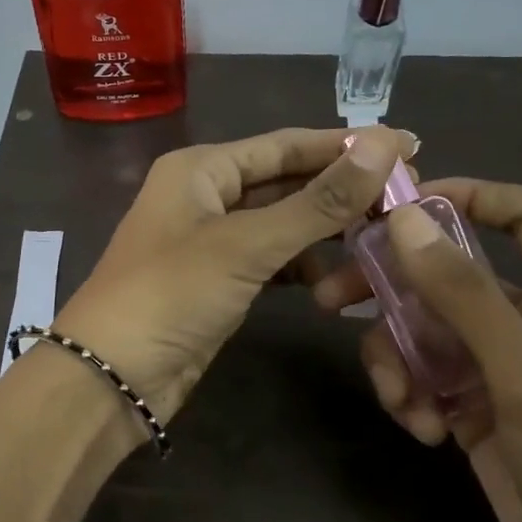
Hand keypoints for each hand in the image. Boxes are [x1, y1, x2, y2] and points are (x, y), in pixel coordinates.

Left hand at [54, 125, 415, 424]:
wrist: (112, 377)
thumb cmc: (171, 294)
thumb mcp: (246, 244)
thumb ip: (317, 200)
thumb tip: (383, 144)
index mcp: (201, 168)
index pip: (286, 145)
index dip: (346, 145)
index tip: (409, 145)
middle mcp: (206, 195)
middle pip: (287, 182)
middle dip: (342, 192)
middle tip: (408, 197)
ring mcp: (212, 241)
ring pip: (283, 225)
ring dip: (327, 234)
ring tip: (385, 241)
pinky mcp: (219, 282)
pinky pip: (273, 262)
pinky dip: (304, 270)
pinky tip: (340, 284)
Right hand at [314, 179, 521, 521]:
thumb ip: (465, 296)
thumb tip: (404, 219)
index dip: (466, 195)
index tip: (398, 208)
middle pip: (449, 275)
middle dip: (391, 285)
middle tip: (330, 298)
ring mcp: (500, 370)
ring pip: (425, 331)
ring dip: (397, 358)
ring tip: (400, 402)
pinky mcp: (476, 411)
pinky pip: (425, 377)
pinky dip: (412, 396)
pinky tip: (421, 431)